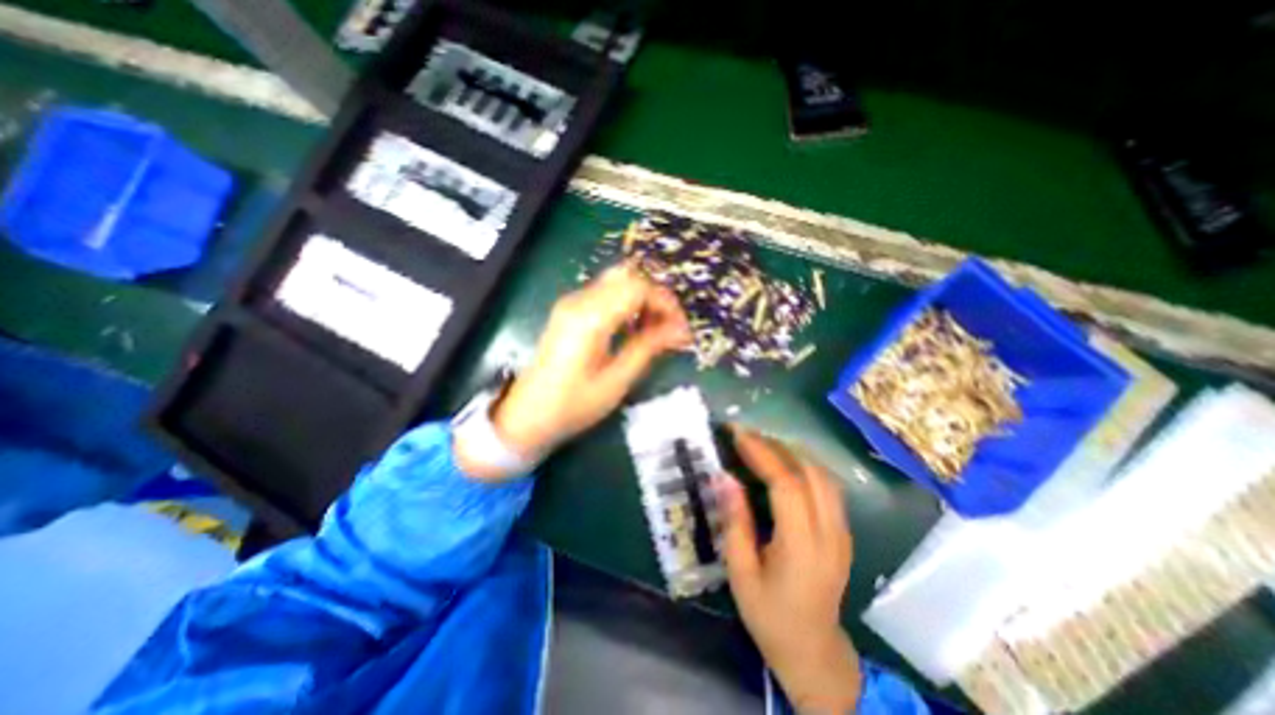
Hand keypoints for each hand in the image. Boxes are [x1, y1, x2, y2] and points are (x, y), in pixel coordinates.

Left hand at [459, 261, 686, 478]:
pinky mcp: (568, 311)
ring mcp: (571, 303)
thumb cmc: (573, 405)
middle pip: (627, 276)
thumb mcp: (616, 381)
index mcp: (590, 318)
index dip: (666, 302)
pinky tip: (634, 328)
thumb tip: (681, 330)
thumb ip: (648, 348)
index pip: (638, 287)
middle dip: (656, 296)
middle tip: (670, 325)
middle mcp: (578, 301)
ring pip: (616, 282)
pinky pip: (604, 294)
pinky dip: (626, 303)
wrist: (527, 416)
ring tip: (656, 329)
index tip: (682, 328)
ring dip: (642, 299)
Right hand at [720, 427, 861, 711]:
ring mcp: (842, 532)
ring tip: (762, 443)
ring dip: (793, 451)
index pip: (786, 485)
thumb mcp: (741, 573)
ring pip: (824, 475)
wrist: (813, 651)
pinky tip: (786, 462)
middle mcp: (829, 533)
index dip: (761, 454)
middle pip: (810, 472)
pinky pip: (829, 485)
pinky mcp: (844, 532)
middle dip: (776, 445)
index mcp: (801, 547)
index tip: (737, 434)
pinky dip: (806, 464)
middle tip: (746, 434)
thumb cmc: (769, 615)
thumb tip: (724, 477)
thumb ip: (735, 522)